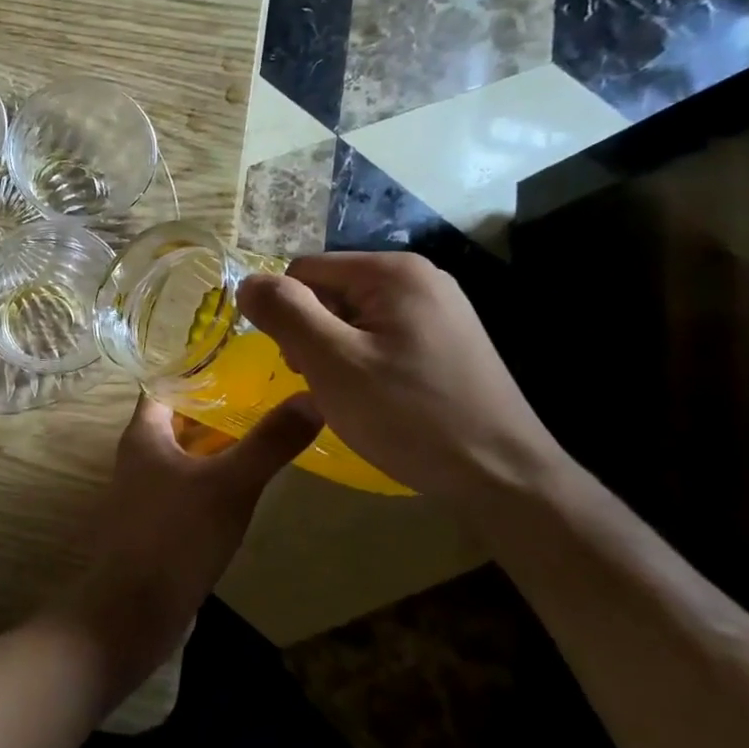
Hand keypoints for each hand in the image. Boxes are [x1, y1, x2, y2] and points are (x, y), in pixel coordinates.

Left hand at [51, 394, 321, 697]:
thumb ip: (269, 442)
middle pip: (178, 417)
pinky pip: (188, 486)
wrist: (132, 611)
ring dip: (217, 442)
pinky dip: (213, 476)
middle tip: (266, 392)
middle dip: (217, 405)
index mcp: (143, 433)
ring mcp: (146, 492)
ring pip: (185, 453)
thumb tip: (314, 396)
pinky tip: (246, 484)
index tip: (241, 357)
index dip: (198, 367)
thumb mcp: (230, 484)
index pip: (166, 382)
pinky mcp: (158, 523)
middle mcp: (139, 456)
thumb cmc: (175, 536)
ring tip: (264, 430)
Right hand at [238, 253, 568, 504]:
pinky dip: (364, 362)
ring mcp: (438, 308)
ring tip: (350, 396)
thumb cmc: (409, 416)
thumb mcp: (332, 362)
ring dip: (335, 352)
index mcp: (392, 271)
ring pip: (352, 316)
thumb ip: (285, 313)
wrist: (502, 476)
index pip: (303, 271)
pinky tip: (377, 398)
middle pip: (329, 291)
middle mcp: (418, 277)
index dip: (288, 315)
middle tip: (326, 384)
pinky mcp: (446, 339)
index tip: (300, 365)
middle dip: (313, 334)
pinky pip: (380, 336)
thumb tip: (246, 282)